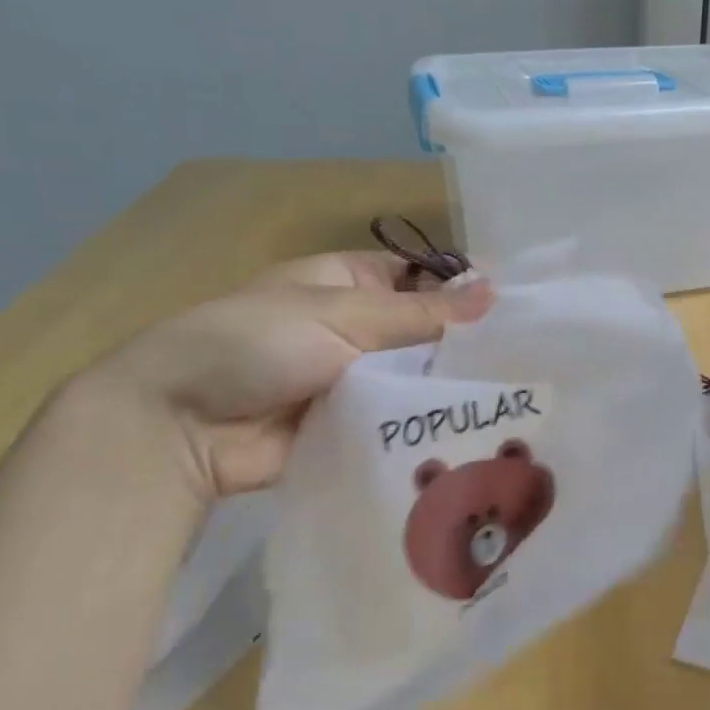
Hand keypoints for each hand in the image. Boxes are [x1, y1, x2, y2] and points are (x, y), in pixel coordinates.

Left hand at [77, 251, 492, 498]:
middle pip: (424, 331)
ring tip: (517, 399)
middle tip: (531, 361)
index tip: (518, 308)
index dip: (464, 287)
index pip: (421, 277)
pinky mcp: (352, 429)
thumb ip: (421, 312)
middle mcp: (356, 329)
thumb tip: (494, 292)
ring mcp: (354, 381)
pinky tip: (477, 433)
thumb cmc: (255, 344)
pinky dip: (426, 425)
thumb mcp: (341, 316)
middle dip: (466, 344)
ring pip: (416, 379)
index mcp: (348, 284)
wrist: (178, 428)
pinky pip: (398, 422)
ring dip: (451, 388)